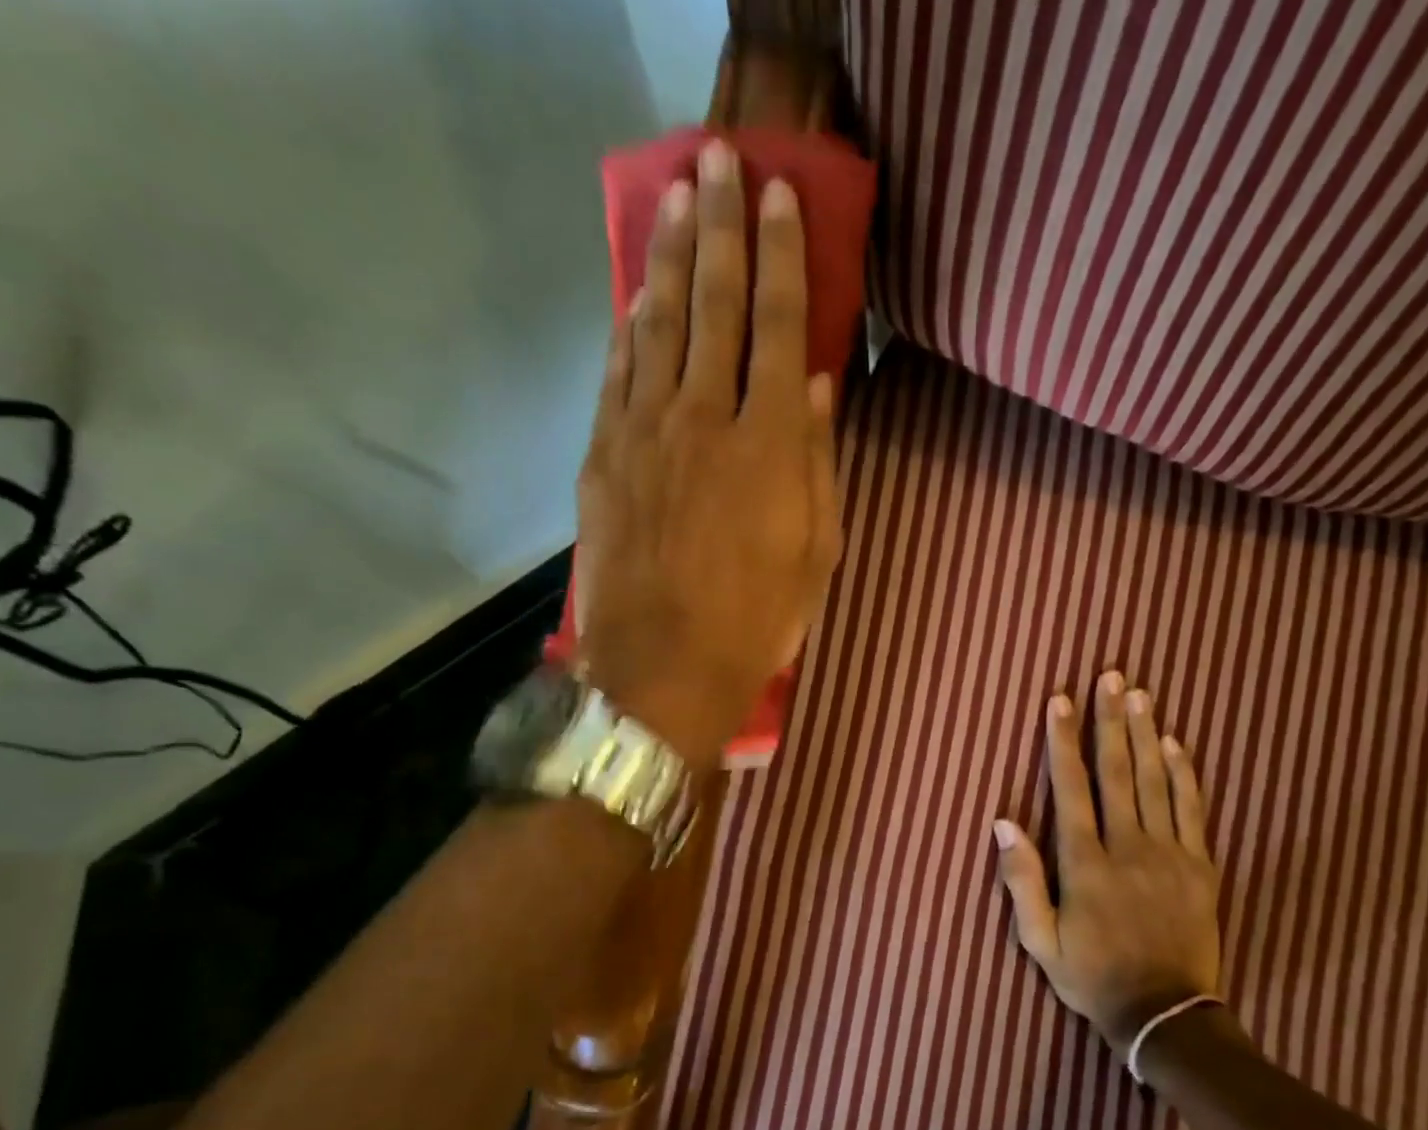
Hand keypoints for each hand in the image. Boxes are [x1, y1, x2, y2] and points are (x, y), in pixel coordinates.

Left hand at [576, 139, 842, 765]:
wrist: (663, 670)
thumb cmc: (756, 622)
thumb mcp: (816, 555)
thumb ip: (820, 466)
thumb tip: (822, 391)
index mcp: (770, 445)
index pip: (782, 328)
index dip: (782, 257)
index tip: (779, 197)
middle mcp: (706, 418)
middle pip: (716, 305)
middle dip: (722, 226)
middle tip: (721, 161)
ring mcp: (646, 433)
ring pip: (660, 326)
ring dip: (671, 257)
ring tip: (678, 200)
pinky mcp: (605, 457)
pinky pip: (619, 374)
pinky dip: (630, 327)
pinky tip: (637, 294)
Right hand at [993, 672, 1224, 1057]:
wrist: (1165, 1015)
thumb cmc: (1093, 977)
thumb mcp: (1040, 941)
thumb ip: (1021, 880)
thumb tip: (1002, 822)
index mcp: (1085, 864)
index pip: (1071, 788)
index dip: (1063, 742)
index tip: (1059, 701)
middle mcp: (1127, 847)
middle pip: (1116, 772)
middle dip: (1109, 721)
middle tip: (1109, 676)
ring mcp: (1168, 854)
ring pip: (1154, 781)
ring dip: (1144, 734)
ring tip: (1138, 694)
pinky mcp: (1200, 866)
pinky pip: (1192, 809)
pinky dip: (1183, 773)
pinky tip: (1174, 743)